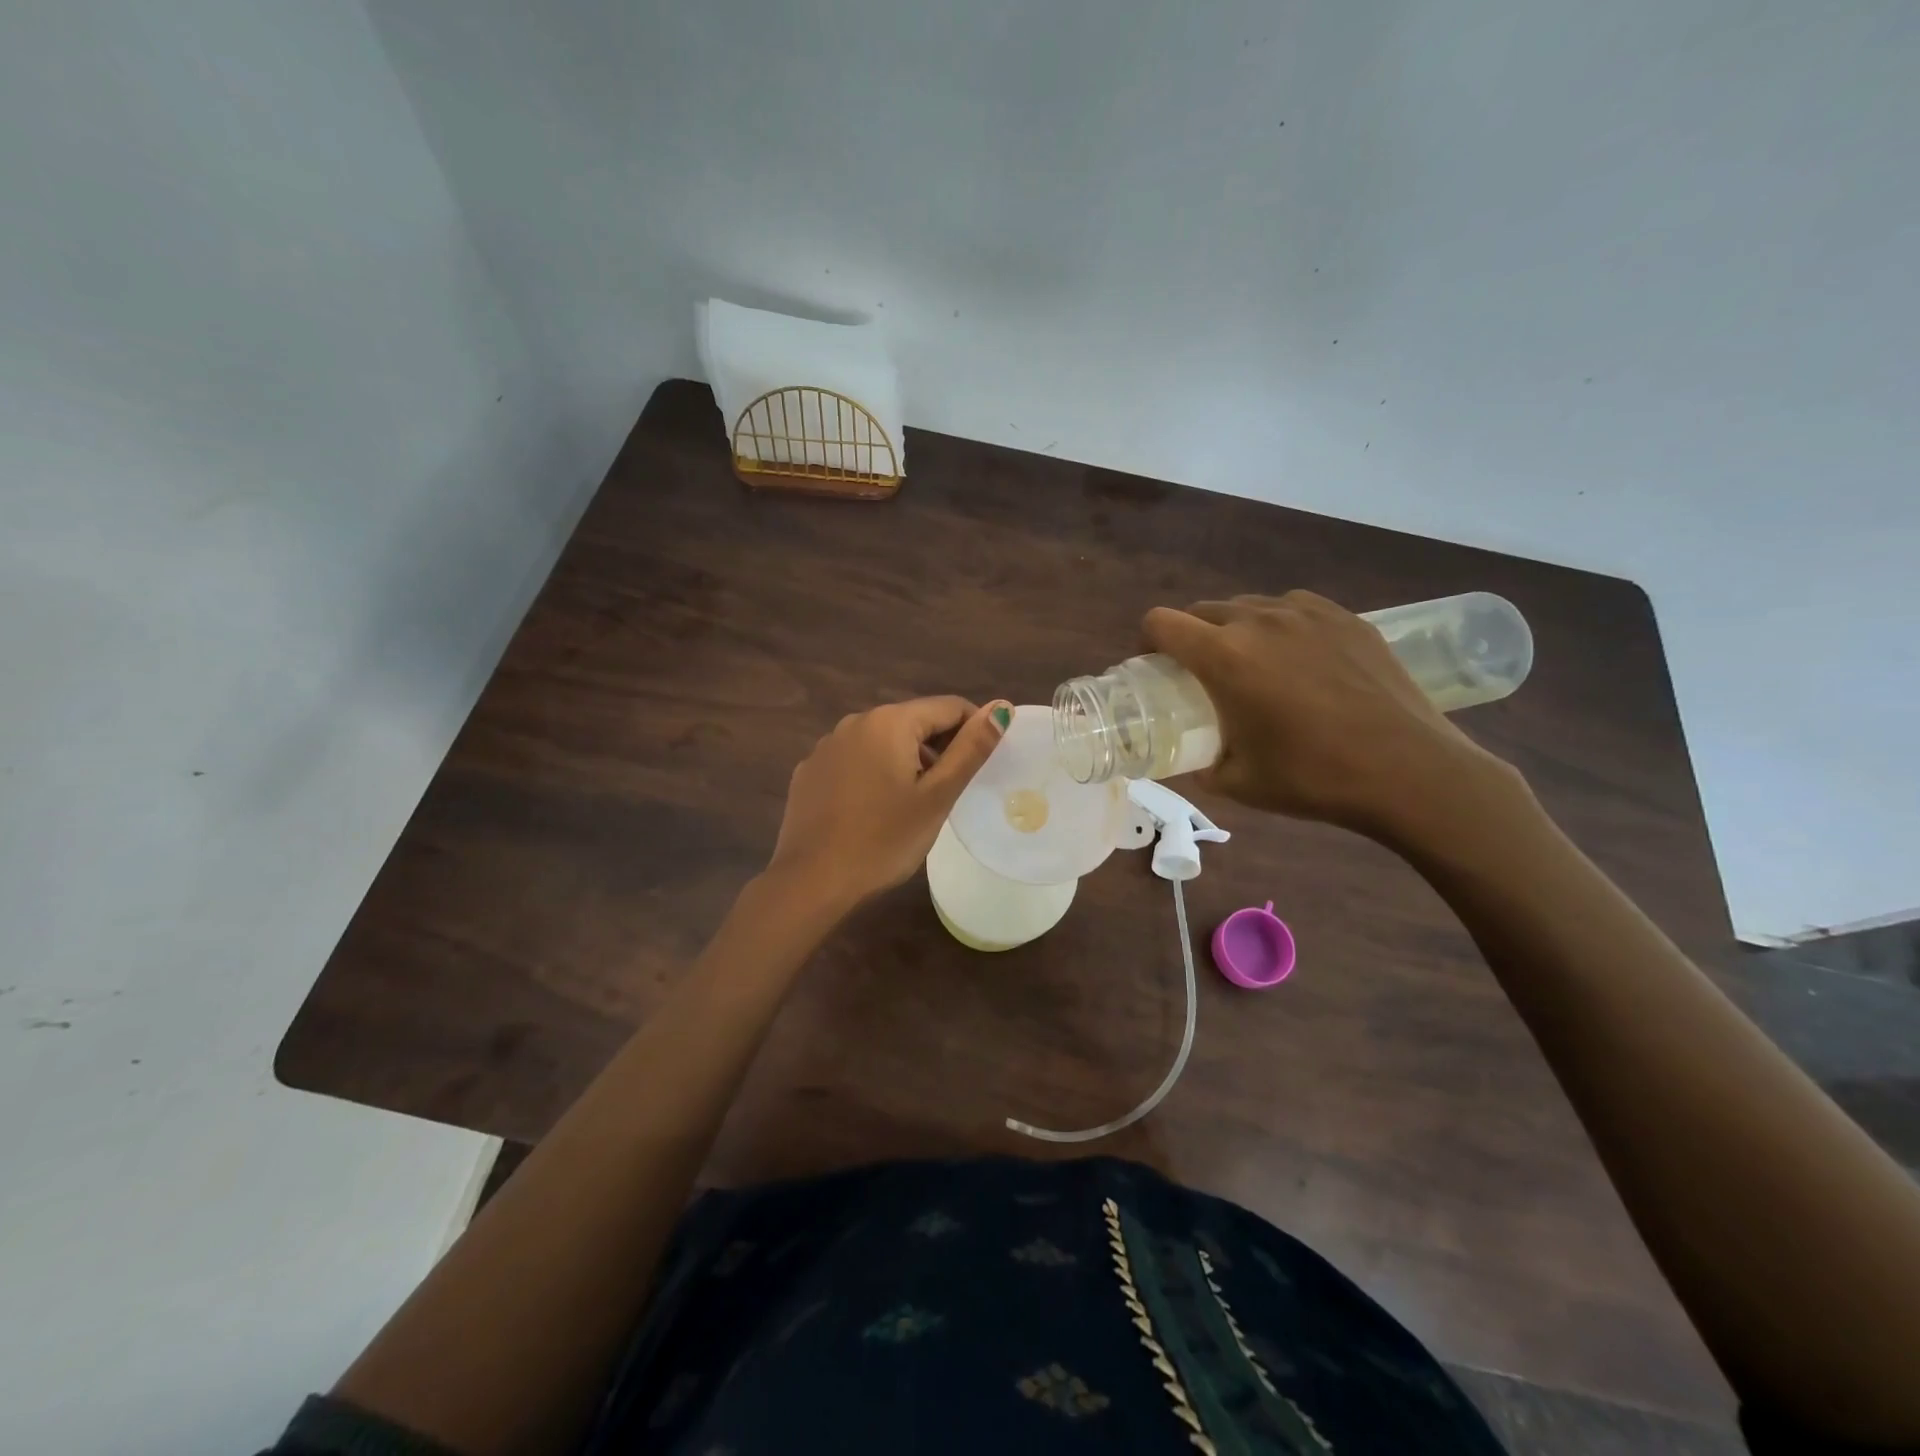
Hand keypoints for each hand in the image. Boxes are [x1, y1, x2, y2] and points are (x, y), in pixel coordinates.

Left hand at [766, 696, 1010, 909]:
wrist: (811, 882)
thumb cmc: (884, 840)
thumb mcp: (937, 797)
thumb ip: (970, 749)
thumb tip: (1001, 708)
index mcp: (889, 721)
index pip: (948, 707)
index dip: (973, 730)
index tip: (980, 766)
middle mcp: (855, 721)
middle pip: (913, 721)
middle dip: (938, 748)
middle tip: (948, 792)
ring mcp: (826, 746)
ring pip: (882, 741)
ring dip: (906, 761)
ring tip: (912, 805)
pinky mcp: (809, 772)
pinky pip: (854, 760)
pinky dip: (873, 774)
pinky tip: (872, 811)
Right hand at [1143, 592, 1518, 841]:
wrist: (1410, 771)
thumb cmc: (1313, 777)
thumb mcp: (1238, 782)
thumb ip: (1203, 764)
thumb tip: (1196, 760)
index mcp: (1225, 657)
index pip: (1162, 623)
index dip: (1147, 641)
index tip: (1153, 667)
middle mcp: (1260, 621)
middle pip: (1203, 610)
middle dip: (1190, 636)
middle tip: (1200, 674)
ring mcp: (1308, 614)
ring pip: (1249, 606)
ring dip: (1234, 629)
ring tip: (1252, 664)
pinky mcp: (1347, 617)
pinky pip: (1294, 608)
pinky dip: (1280, 626)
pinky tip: (1298, 658)